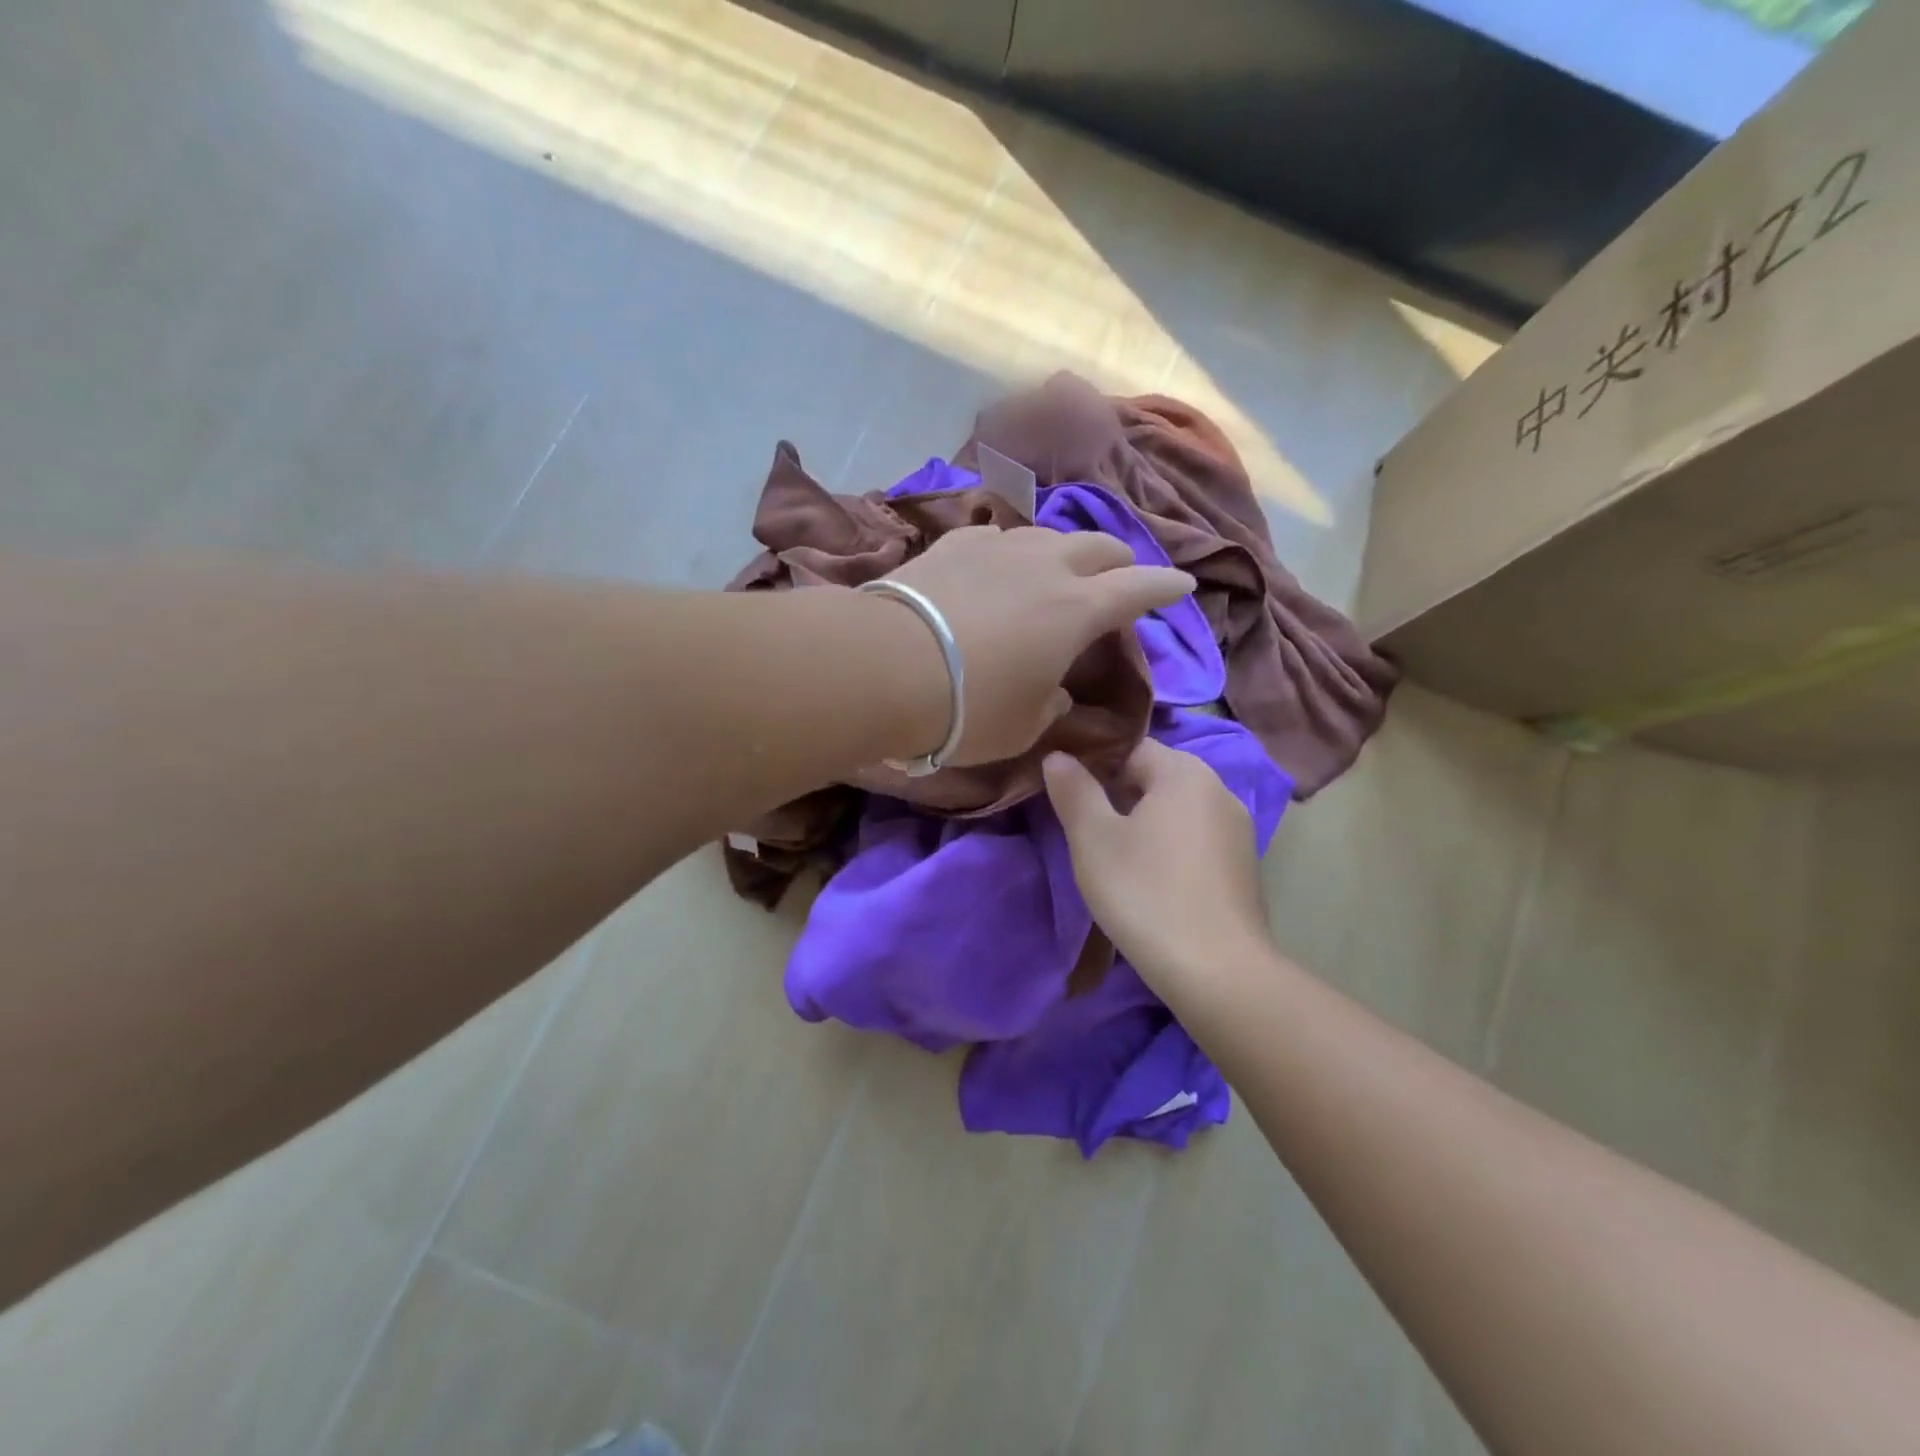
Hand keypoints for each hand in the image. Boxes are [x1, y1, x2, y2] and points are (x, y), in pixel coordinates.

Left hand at [881, 525, 1192, 766]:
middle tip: (1119, 579)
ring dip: (1063, 553)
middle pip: (1099, 546)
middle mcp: (1046, 566)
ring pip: (1047, 536)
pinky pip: (995, 538)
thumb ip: (1051, 704)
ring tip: (1056, 570)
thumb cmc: (968, 708)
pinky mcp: (953, 545)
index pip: (1139, 589)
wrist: (886, 667)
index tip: (1182, 585)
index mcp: (1077, 610)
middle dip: (1118, 562)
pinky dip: (1009, 552)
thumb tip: (1056, 691)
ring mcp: (997, 547)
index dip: (1165, 587)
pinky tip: (996, 565)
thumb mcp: (1024, 726)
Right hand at [1043, 738, 1270, 990]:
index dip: (1093, 763)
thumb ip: (1074, 790)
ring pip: (1176, 810)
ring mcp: (1236, 829)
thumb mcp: (1093, 840)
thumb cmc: (1145, 893)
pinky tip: (1150, 879)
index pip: (1130, 747)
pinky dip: (1169, 846)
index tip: (1066, 790)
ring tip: (1112, 854)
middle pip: (1155, 776)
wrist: (1217, 971)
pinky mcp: (1243, 866)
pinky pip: (1195, 839)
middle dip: (1117, 794)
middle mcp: (1218, 789)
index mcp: (1184, 772)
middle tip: (1082, 826)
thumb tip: (1058, 756)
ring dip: (1143, 822)